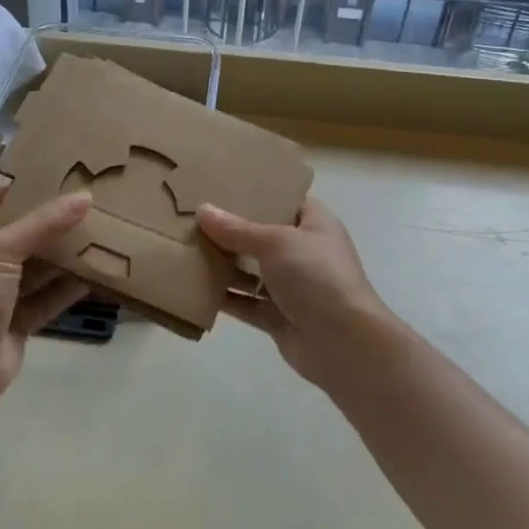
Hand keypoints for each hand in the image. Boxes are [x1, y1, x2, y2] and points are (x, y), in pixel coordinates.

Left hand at [0, 186, 91, 401]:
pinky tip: (92, 276)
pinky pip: (45, 299)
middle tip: (76, 206)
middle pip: (13, 238)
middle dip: (42, 225)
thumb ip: (43, 223)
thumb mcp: (2, 250)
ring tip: (93, 235)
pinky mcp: (17, 323)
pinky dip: (66, 289)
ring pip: (33, 270)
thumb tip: (85, 196)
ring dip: (59, 257)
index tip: (33, 181)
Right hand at [196, 197, 401, 391]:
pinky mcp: (278, 317)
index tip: (223, 186)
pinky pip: (245, 303)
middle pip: (262, 236)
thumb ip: (237, 229)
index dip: (258, 193)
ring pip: (251, 271)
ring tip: (186, 248)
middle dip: (231, 230)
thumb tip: (202, 210)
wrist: (343, 343)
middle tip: (193, 216)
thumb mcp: (276, 242)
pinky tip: (194, 287)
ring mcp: (292, 287)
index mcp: (314, 225)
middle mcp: (304, 253)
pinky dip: (224, 297)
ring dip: (223, 264)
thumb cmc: (316, 276)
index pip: (285, 200)